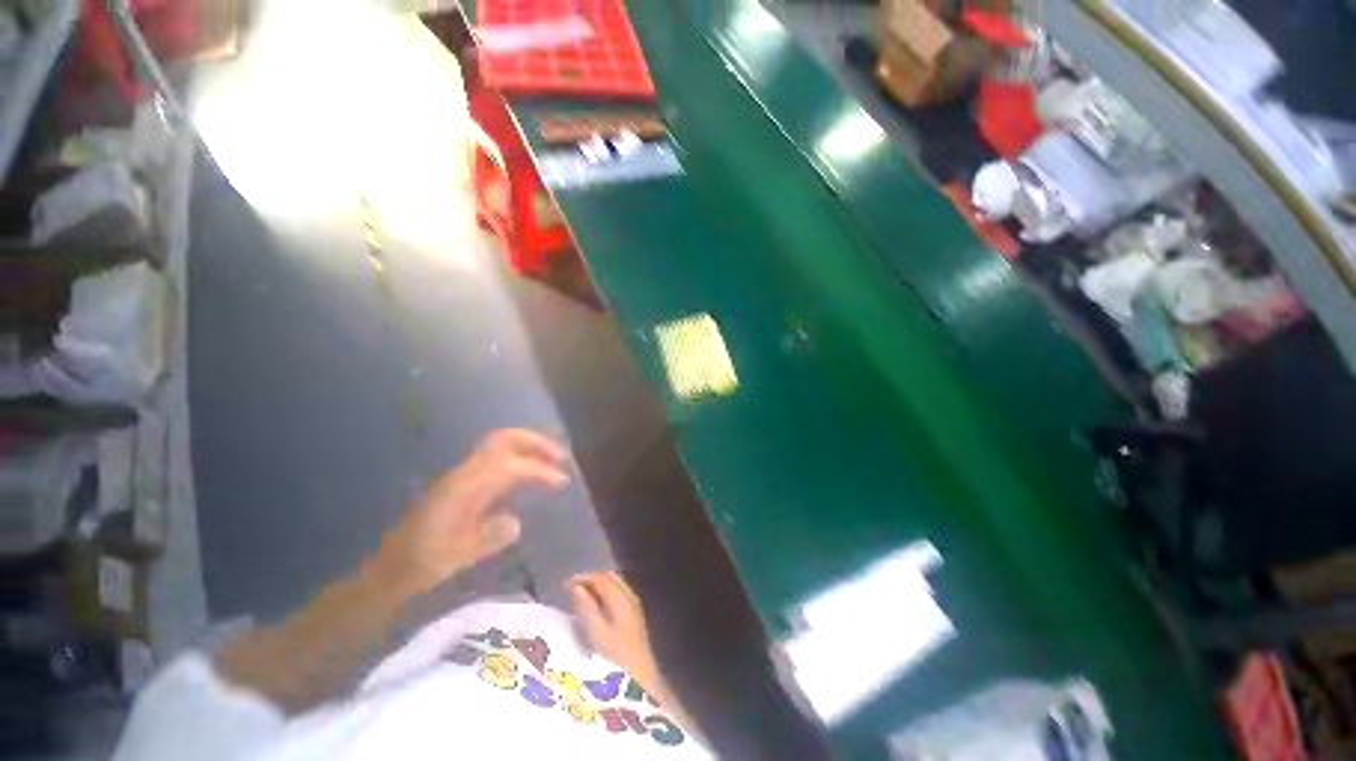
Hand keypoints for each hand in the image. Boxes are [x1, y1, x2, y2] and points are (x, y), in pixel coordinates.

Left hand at [375, 429, 569, 595]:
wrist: (388, 571)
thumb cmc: (421, 565)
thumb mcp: (456, 557)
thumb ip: (488, 538)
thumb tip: (516, 522)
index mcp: (463, 488)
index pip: (511, 467)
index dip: (539, 470)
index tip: (562, 482)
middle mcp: (464, 475)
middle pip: (503, 440)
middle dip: (535, 442)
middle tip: (561, 456)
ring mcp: (462, 477)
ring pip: (500, 446)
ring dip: (528, 448)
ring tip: (552, 460)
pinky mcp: (462, 485)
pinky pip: (496, 460)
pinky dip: (518, 459)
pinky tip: (529, 476)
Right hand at [568, 572, 657, 679]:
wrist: (641, 677)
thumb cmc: (617, 658)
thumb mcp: (597, 633)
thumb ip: (587, 608)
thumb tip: (576, 587)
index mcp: (621, 598)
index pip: (601, 577)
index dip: (583, 578)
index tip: (564, 586)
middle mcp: (630, 596)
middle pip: (609, 577)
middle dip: (590, 579)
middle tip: (571, 589)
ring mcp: (633, 604)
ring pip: (614, 584)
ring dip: (597, 585)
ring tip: (579, 596)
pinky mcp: (633, 614)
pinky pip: (617, 593)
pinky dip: (604, 593)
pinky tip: (594, 606)